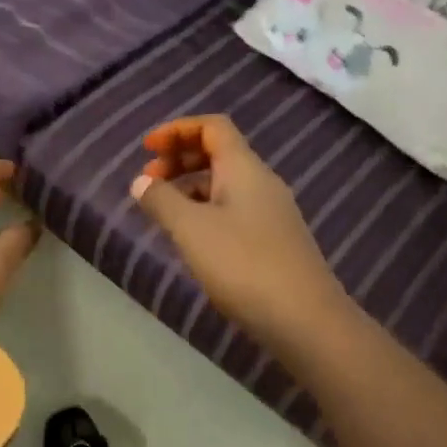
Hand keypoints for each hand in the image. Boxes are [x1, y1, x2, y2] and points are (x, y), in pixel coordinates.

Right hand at [132, 116, 349, 353]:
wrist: (304, 319)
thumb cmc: (243, 264)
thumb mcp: (191, 229)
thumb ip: (161, 201)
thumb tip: (141, 181)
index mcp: (244, 168)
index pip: (212, 127)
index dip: (177, 129)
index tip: (147, 149)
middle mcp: (261, 182)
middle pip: (218, 153)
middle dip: (180, 158)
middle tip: (149, 181)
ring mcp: (271, 213)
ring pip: (225, 184)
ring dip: (190, 188)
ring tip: (162, 213)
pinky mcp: (273, 242)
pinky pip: (233, 210)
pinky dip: (205, 211)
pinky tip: (191, 239)